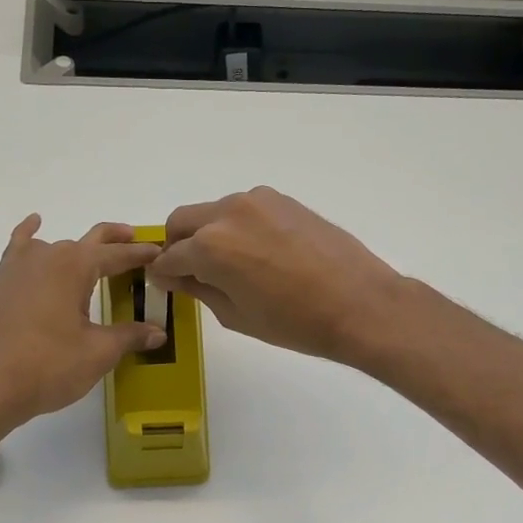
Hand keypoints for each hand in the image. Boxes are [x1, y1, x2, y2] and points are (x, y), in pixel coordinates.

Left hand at [0, 216, 166, 428]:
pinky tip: (35, 225)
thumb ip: (129, 336)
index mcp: (75, 266)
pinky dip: (30, 235)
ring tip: (94, 258)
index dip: (140, 254)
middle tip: (136, 242)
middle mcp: (47, 255)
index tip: (159, 253)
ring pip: (56, 246)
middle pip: (88, 241)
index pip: (116, 255)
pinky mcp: (0, 284)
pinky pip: (19, 248)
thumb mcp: (98, 352)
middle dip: (114, 241)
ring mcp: (18, 267)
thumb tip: (158, 333)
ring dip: (78, 248)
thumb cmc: (49, 366)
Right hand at [148, 188, 407, 365]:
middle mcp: (227, 213)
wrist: (358, 303)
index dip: (163, 274)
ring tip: (231, 266)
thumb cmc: (294, 322)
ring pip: (213, 212)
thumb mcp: (236, 316)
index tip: (166, 284)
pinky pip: (243, 210)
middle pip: (183, 221)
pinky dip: (237, 227)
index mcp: (210, 246)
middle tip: (190, 272)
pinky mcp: (282, 200)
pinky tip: (259, 255)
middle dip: (178, 245)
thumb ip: (200, 290)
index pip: (170, 257)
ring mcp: (257, 201)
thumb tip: (180, 277)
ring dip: (208, 234)